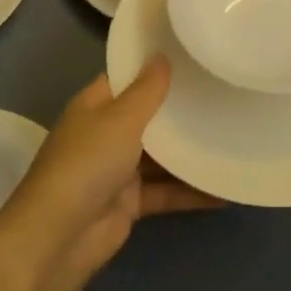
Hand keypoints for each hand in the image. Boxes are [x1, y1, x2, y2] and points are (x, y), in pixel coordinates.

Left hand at [3, 59, 218, 288]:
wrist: (59, 238)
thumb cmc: (87, 163)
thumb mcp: (121, 118)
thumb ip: (147, 90)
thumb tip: (162, 56)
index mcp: (95, 106)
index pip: (126, 76)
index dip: (154, 65)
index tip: (191, 53)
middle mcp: (105, 133)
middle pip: (147, 115)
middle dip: (179, 108)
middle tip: (222, 90)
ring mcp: (117, 170)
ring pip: (160, 156)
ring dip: (189, 151)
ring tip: (231, 136)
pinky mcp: (130, 203)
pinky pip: (166, 191)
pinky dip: (191, 192)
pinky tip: (224, 190)